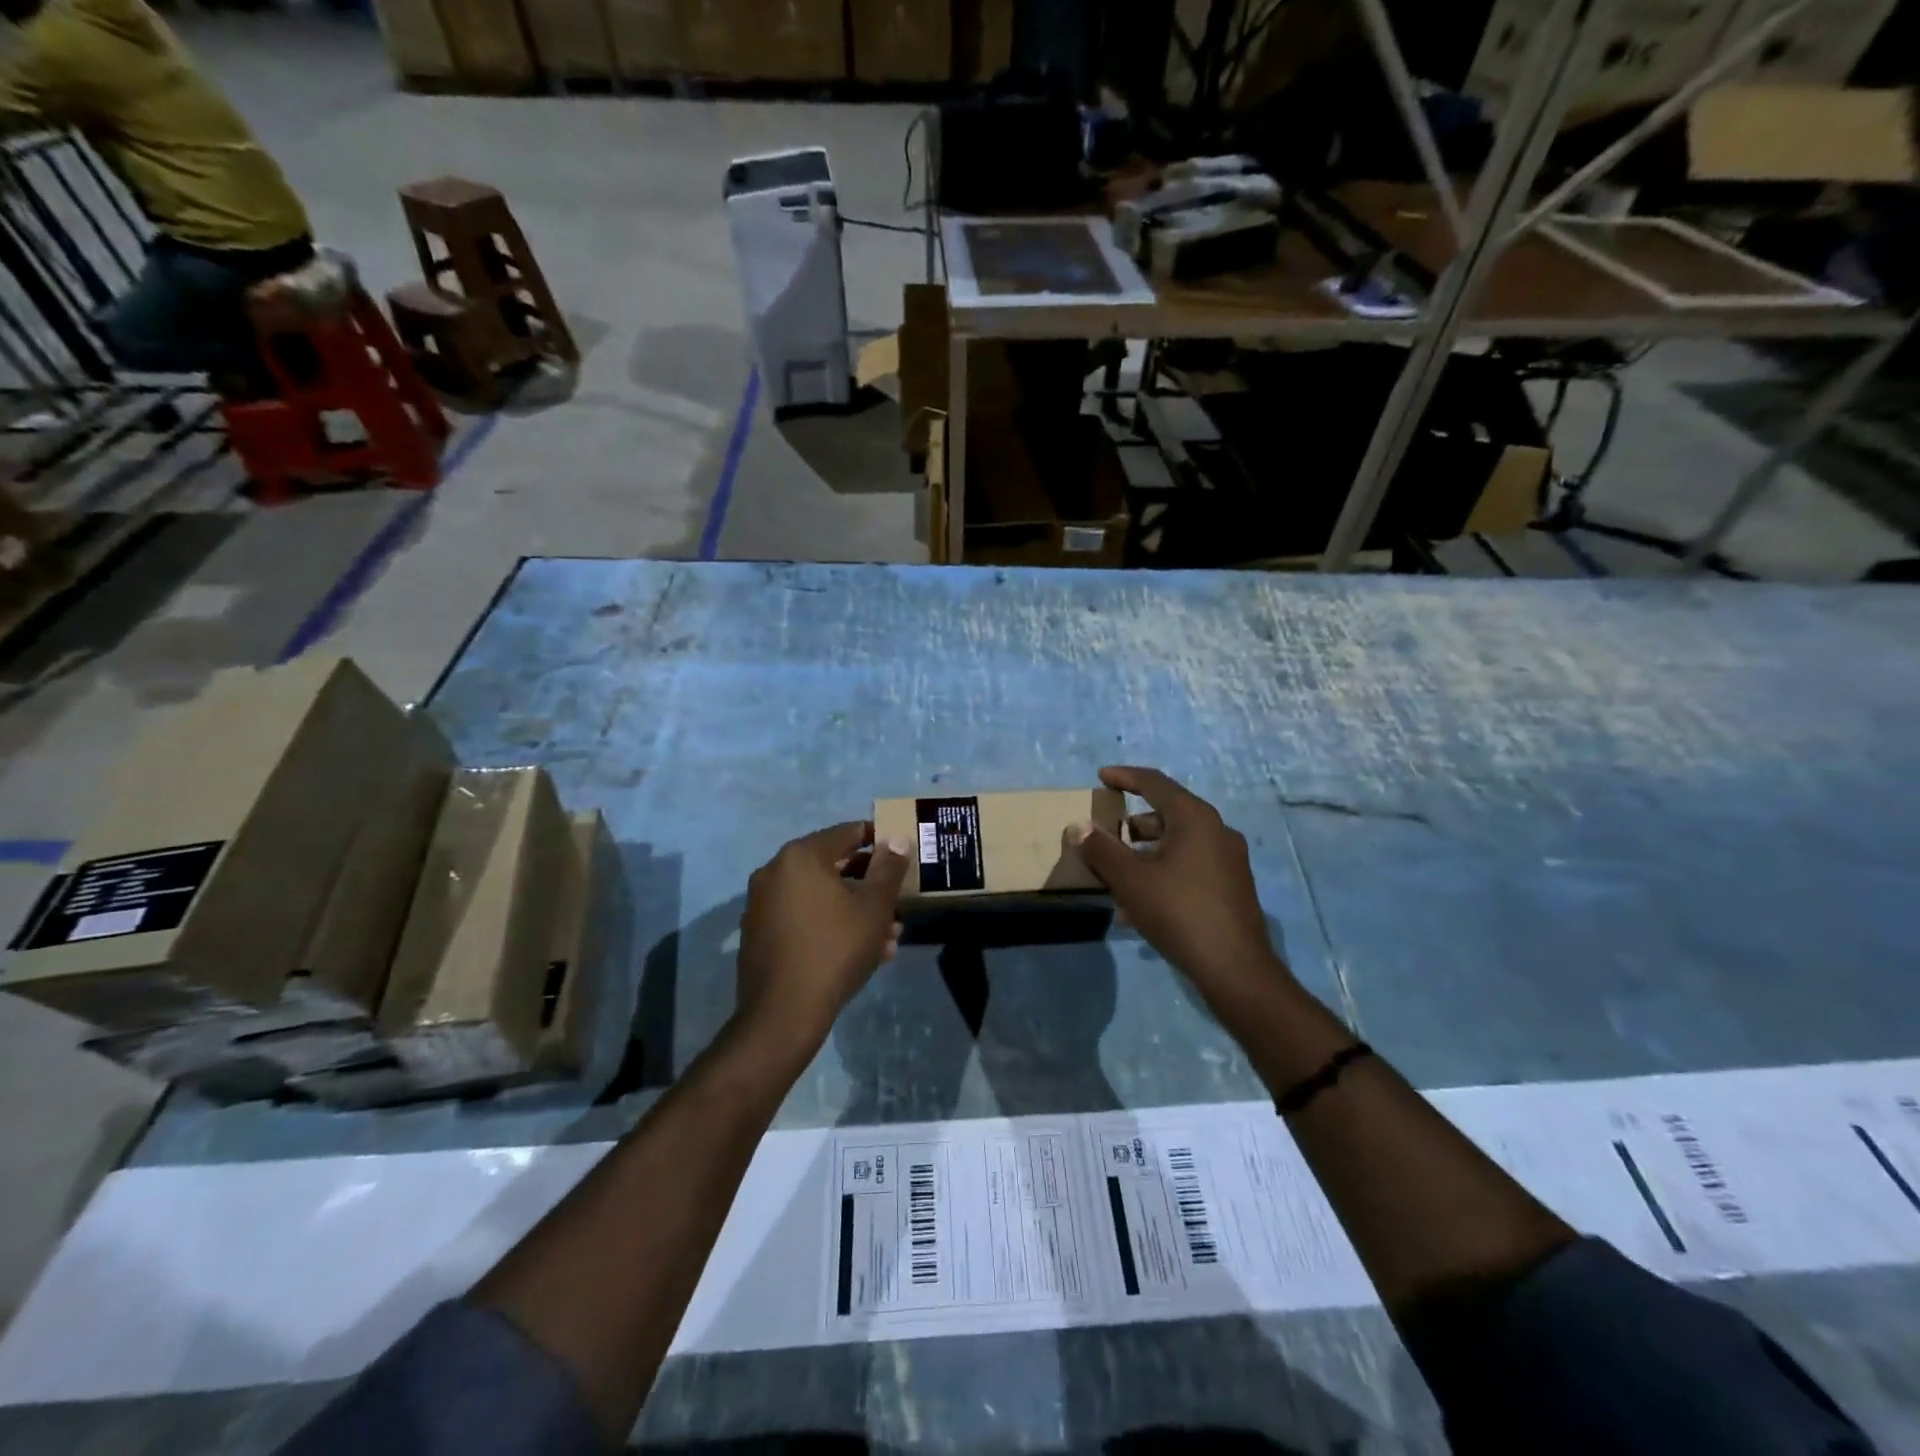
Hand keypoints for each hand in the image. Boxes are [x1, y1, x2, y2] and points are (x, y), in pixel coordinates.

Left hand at [737, 822, 909, 1050]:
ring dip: (853, 910)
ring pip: (819, 896)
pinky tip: (857, 952)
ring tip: (886, 938)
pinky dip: (828, 925)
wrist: (783, 1014)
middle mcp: (774, 871)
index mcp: (801, 856)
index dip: (879, 842)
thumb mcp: (874, 907)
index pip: (848, 833)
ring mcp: (761, 903)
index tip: (901, 857)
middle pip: (832, 866)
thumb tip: (897, 838)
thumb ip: (888, 868)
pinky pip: (801, 917)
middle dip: (869, 885)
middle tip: (896, 904)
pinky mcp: (758, 932)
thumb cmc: (836, 950)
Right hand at [1073, 766, 1291, 1009]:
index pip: (1155, 782)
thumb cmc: (1179, 912)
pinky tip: (1140, 904)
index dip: (1125, 776)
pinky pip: (1189, 866)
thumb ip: (1101, 850)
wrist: (1235, 968)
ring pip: (1178, 843)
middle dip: (1133, 822)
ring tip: (1117, 872)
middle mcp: (1216, 830)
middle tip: (1107, 831)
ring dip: (1145, 851)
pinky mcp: (1231, 886)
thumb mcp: (1130, 880)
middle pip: (1167, 813)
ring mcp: (1228, 859)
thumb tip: (1078, 827)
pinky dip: (1162, 871)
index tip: (1102, 777)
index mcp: (1195, 818)